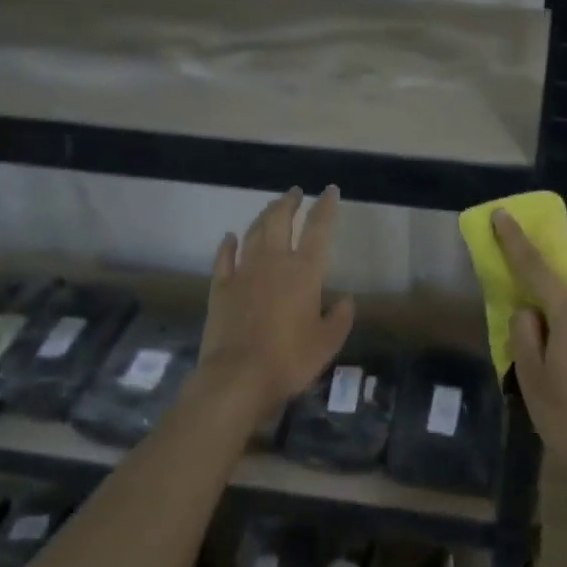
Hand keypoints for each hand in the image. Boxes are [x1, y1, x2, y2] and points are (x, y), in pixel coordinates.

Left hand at [199, 187, 356, 417]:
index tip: (329, 190)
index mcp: (305, 272)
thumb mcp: (328, 343)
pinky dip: (228, 245)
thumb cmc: (290, 359)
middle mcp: (274, 262)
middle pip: (280, 221)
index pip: (318, 229)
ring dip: (263, 216)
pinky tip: (230, 237)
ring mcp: (244, 272)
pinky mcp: (220, 288)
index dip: (325, 207)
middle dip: (289, 203)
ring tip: (270, 207)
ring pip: (253, 233)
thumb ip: (340, 318)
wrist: (238, 376)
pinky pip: (224, 258)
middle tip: (294, 192)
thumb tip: (345, 300)